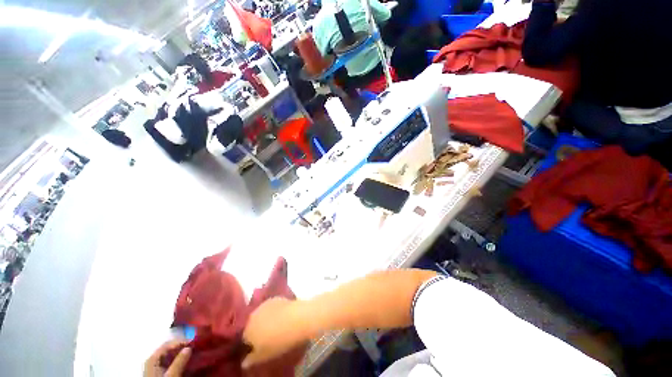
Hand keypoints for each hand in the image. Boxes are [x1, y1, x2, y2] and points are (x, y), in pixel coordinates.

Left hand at [144, 340, 190, 376]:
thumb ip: (179, 361)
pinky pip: (168, 361)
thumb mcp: (171, 375)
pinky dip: (177, 359)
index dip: (181, 341)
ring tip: (191, 354)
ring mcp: (154, 366)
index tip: (194, 342)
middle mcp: (152, 360)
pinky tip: (184, 361)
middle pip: (168, 348)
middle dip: (181, 347)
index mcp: (152, 358)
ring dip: (180, 353)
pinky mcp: (158, 372)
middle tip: (194, 348)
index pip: (168, 344)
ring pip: (169, 355)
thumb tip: (189, 348)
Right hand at [241, 298, 306, 368]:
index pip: (244, 338)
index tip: (258, 347)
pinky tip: (282, 316)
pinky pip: (271, 307)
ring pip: (261, 314)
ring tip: (276, 326)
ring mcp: (264, 304)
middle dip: (257, 330)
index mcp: (247, 331)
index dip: (251, 344)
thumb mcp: (264, 356)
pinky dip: (274, 311)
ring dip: (265, 319)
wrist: (297, 318)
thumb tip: (244, 363)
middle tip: (267, 337)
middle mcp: (253, 315)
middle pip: (252, 324)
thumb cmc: (279, 340)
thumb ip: (252, 359)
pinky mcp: (276, 298)